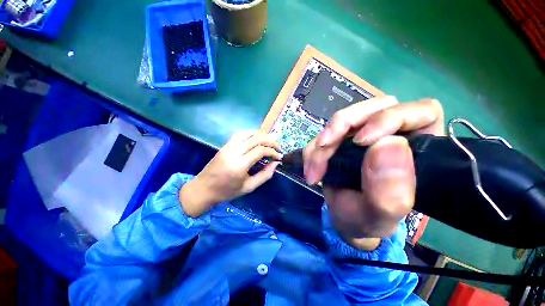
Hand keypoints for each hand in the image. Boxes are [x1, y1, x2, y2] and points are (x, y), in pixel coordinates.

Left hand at [179, 130, 281, 217]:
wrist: (203, 189)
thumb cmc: (227, 191)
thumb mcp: (249, 187)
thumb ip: (265, 175)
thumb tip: (275, 163)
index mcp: (239, 165)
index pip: (260, 150)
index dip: (272, 151)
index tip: (278, 156)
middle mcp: (234, 152)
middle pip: (256, 138)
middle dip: (270, 141)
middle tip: (277, 147)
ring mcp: (228, 146)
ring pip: (248, 132)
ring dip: (261, 135)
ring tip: (269, 142)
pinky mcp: (225, 145)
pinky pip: (240, 134)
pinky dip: (252, 134)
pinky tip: (257, 139)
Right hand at [304, 97, 443, 249]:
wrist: (346, 220)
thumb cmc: (368, 220)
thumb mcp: (380, 214)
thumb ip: (390, 190)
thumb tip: (389, 144)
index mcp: (419, 148)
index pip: (418, 112)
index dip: (388, 118)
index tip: (360, 142)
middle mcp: (392, 134)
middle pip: (370, 109)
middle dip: (341, 127)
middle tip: (323, 149)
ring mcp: (362, 135)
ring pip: (342, 120)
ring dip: (322, 143)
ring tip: (314, 169)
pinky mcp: (341, 140)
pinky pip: (324, 134)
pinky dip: (313, 150)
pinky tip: (311, 169)